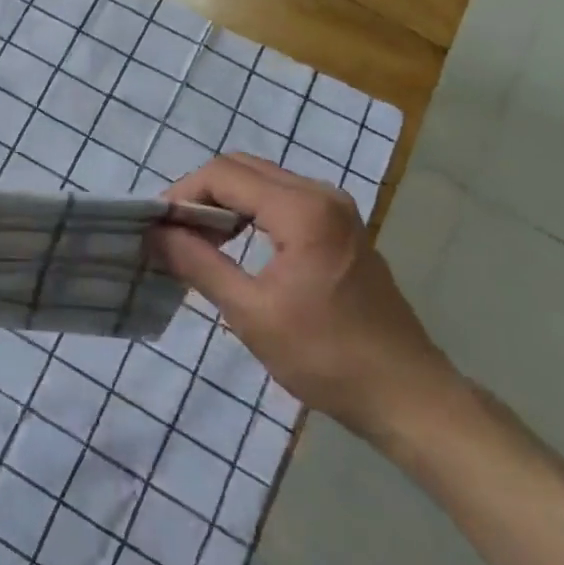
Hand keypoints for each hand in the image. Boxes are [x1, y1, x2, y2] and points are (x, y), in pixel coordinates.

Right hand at [154, 153, 456, 442]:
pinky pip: (282, 198)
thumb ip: (199, 264)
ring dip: (224, 201)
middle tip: (173, 232)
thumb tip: (154, 233)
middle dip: (200, 193)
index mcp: (302, 209)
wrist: (409, 396)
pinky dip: (249, 211)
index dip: (182, 193)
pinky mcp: (340, 226)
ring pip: (261, 181)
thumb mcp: (251, 314)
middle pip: (242, 168)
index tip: (156, 226)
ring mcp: (335, 208)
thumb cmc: (327, 357)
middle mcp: (320, 194)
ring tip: (196, 240)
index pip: (223, 174)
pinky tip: (235, 244)